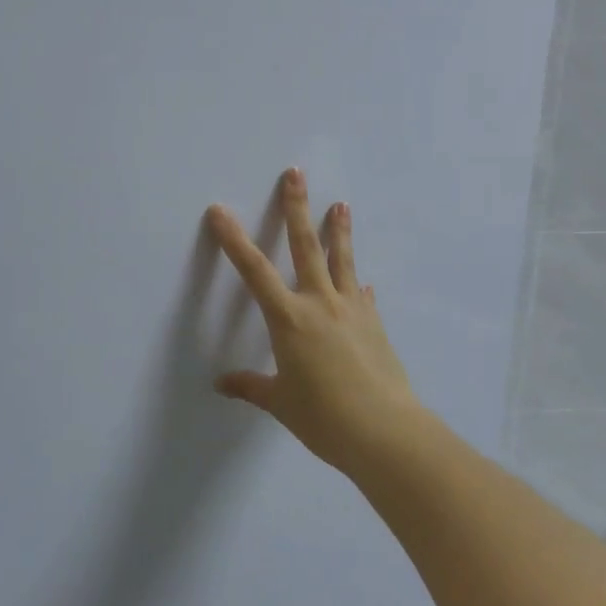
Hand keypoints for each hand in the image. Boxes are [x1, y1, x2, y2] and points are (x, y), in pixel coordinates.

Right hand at [205, 168, 428, 472]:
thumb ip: (252, 387)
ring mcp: (352, 309)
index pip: (254, 271)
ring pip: (342, 260)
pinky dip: (358, 284)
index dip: (233, 239)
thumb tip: (222, 383)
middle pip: (305, 246)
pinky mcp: (374, 323)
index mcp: (289, 319)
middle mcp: (320, 303)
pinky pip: (363, 295)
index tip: (219, 211)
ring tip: (341, 204)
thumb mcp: (281, 402)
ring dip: (339, 230)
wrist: (385, 432)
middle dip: (297, 208)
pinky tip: (362, 281)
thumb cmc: (324, 418)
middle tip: (296, 173)